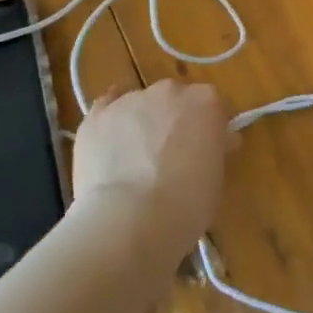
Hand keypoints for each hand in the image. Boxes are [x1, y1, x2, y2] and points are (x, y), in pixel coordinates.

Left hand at [71, 81, 231, 262]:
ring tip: (134, 163)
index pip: (212, 107)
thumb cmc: (186, 204)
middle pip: (175, 100)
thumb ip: (214, 150)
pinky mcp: (97, 116)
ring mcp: (130, 100)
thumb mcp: (216, 177)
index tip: (205, 152)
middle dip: (174, 122)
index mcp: (207, 101)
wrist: (130, 221)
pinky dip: (110, 120)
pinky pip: (105, 107)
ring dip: (141, 124)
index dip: (208, 130)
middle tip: (171, 158)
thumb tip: (215, 143)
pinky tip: (109, 140)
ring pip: (140, 105)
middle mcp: (170, 91)